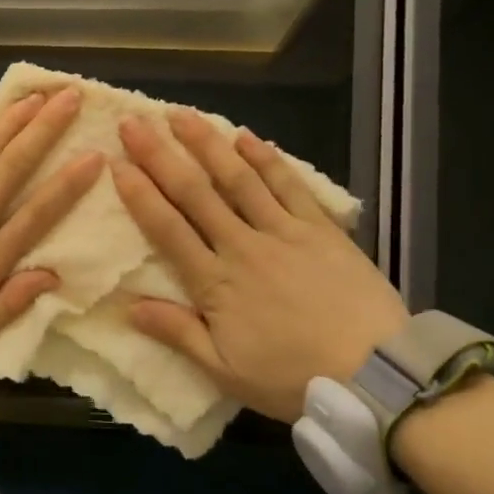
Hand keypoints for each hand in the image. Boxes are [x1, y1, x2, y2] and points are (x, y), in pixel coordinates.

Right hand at [112, 111, 407, 422]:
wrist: (377, 375)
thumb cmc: (293, 378)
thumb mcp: (225, 371)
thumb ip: (178, 333)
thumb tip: (128, 307)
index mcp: (216, 283)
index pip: (168, 229)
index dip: (140, 194)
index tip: (116, 163)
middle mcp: (244, 246)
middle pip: (195, 194)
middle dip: (161, 156)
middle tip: (135, 123)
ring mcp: (284, 232)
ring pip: (238, 179)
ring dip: (207, 145)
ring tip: (181, 115)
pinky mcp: (321, 229)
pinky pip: (289, 186)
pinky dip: (266, 159)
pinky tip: (246, 136)